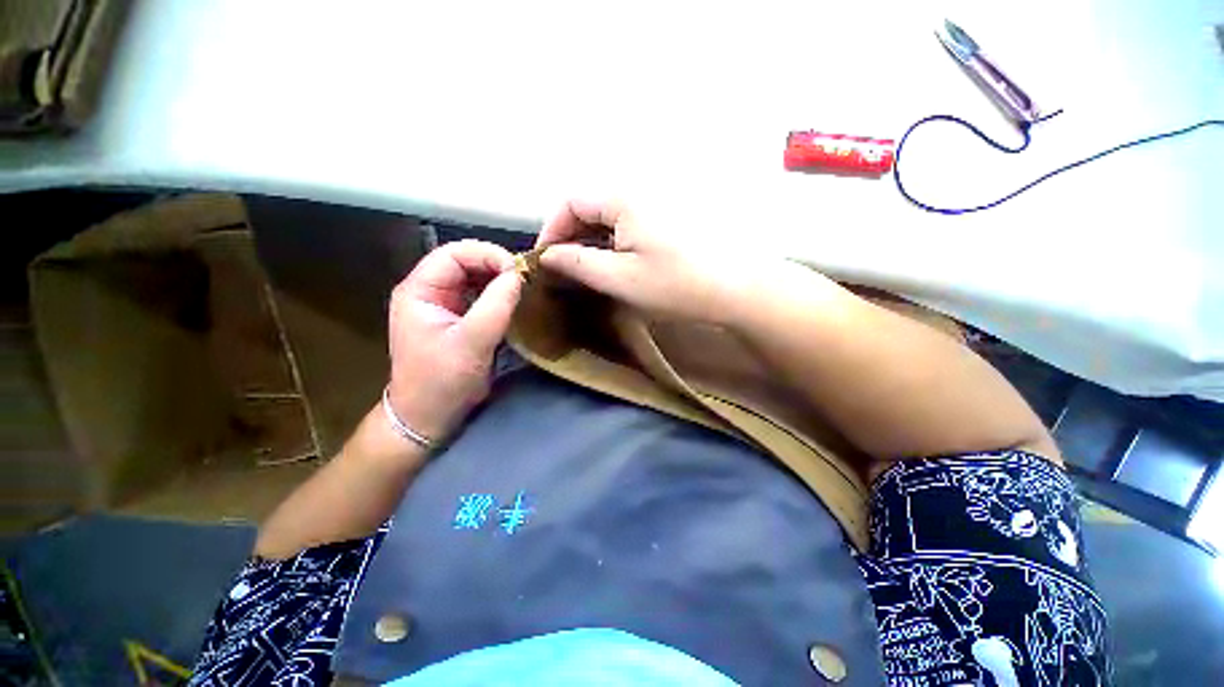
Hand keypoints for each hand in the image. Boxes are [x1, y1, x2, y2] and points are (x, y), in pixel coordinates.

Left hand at [386, 240, 521, 443]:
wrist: (429, 417)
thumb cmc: (442, 382)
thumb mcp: (470, 344)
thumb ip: (495, 307)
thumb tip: (518, 275)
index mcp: (419, 291)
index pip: (453, 254)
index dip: (486, 254)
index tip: (517, 270)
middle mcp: (430, 292)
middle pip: (465, 263)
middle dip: (496, 266)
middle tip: (525, 279)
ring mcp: (444, 306)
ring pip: (475, 279)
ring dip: (500, 280)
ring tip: (524, 288)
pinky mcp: (459, 320)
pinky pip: (481, 297)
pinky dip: (500, 296)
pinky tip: (515, 303)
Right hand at [535, 200, 750, 322]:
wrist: (737, 288)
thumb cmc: (676, 285)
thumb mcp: (620, 279)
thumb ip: (578, 263)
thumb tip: (549, 256)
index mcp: (624, 199)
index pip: (571, 201)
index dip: (552, 229)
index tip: (546, 260)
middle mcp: (639, 191)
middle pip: (590, 205)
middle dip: (570, 235)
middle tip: (565, 268)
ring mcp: (658, 203)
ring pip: (609, 215)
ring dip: (591, 239)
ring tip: (586, 269)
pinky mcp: (669, 217)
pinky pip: (629, 222)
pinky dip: (613, 240)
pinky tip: (615, 261)